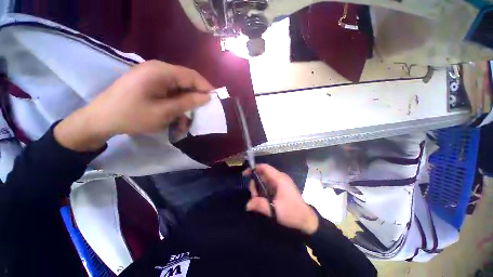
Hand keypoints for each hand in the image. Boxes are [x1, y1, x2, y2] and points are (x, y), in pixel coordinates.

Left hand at [55, 60, 213, 150]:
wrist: (100, 120)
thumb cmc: (131, 115)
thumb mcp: (164, 112)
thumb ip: (188, 102)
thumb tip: (207, 97)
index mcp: (161, 71)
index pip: (192, 76)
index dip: (206, 87)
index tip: (216, 100)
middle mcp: (158, 70)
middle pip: (186, 82)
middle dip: (195, 98)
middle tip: (201, 113)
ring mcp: (153, 77)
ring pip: (179, 89)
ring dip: (184, 105)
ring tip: (185, 122)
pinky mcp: (149, 85)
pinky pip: (169, 93)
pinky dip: (175, 105)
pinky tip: (174, 118)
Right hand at [244, 164, 318, 234]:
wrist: (306, 220)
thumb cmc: (292, 212)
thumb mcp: (274, 210)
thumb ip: (260, 205)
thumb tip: (247, 205)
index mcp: (279, 179)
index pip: (264, 167)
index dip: (254, 168)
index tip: (245, 175)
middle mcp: (280, 178)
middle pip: (263, 174)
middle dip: (255, 184)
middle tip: (254, 197)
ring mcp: (281, 183)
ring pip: (265, 180)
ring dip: (259, 189)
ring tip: (258, 200)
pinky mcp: (281, 188)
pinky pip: (269, 185)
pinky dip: (263, 191)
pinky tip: (263, 200)